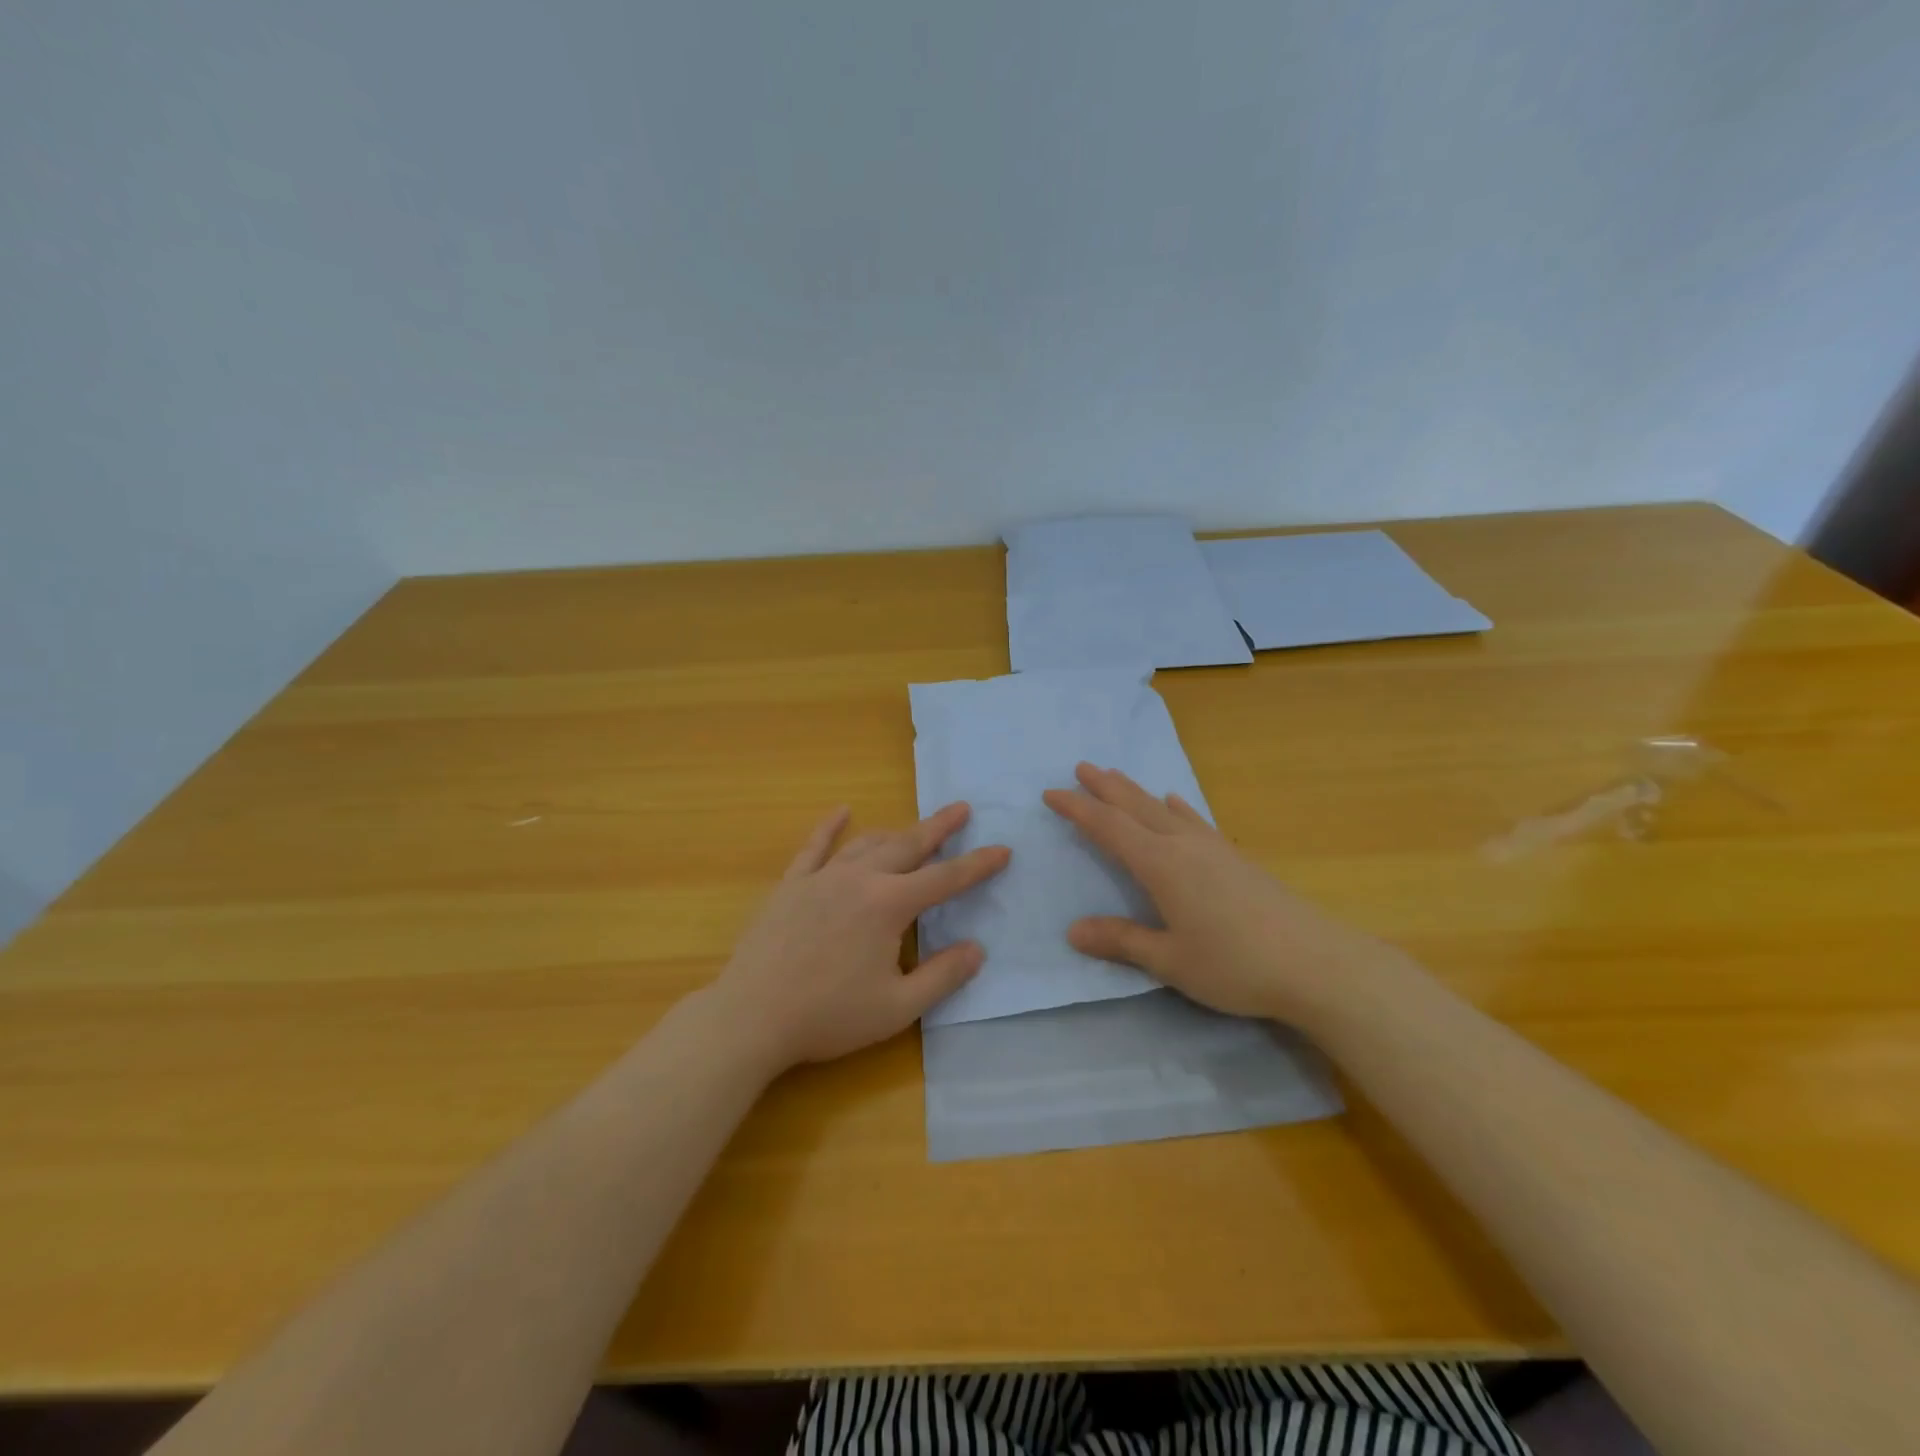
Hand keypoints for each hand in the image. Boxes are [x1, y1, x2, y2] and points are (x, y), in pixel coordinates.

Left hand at [707, 802, 1010, 1073]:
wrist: (752, 1016)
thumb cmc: (829, 1016)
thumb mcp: (897, 1007)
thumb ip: (942, 976)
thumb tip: (977, 949)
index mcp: (889, 905)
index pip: (945, 879)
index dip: (977, 865)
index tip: (1002, 849)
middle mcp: (860, 879)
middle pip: (908, 845)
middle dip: (939, 828)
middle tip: (961, 809)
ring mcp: (822, 877)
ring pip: (867, 843)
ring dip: (895, 831)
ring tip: (914, 826)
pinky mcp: (791, 885)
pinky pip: (814, 847)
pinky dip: (830, 827)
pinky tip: (841, 812)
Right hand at [1043, 763, 1394, 1023]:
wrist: (1316, 963)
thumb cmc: (1234, 964)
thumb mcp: (1169, 960)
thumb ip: (1121, 941)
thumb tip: (1072, 930)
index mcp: (1160, 865)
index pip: (1108, 828)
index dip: (1077, 810)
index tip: (1051, 794)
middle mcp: (1183, 845)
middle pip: (1136, 807)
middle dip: (1105, 787)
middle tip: (1080, 767)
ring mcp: (1213, 847)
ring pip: (1163, 809)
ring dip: (1135, 792)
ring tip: (1116, 775)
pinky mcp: (1236, 858)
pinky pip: (1195, 820)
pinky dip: (1177, 808)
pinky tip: (1175, 802)